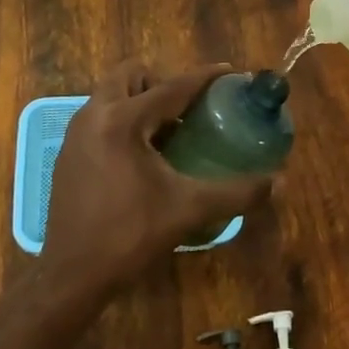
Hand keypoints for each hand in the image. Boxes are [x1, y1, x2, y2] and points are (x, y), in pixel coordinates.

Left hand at [39, 61, 274, 302]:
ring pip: (112, 94)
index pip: (172, 87)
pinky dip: (123, 120)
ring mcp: (76, 133)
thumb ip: (236, 193)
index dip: (204, 78)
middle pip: (131, 75)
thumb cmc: (129, 236)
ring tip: (170, 131)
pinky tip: (143, 156)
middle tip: (188, 109)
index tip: (230, 72)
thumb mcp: (188, 210)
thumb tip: (279, 182)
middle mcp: (94, 114)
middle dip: (162, 82)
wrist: (71, 276)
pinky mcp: (68, 152)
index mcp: (122, 121)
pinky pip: (100, 116)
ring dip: (140, 100)